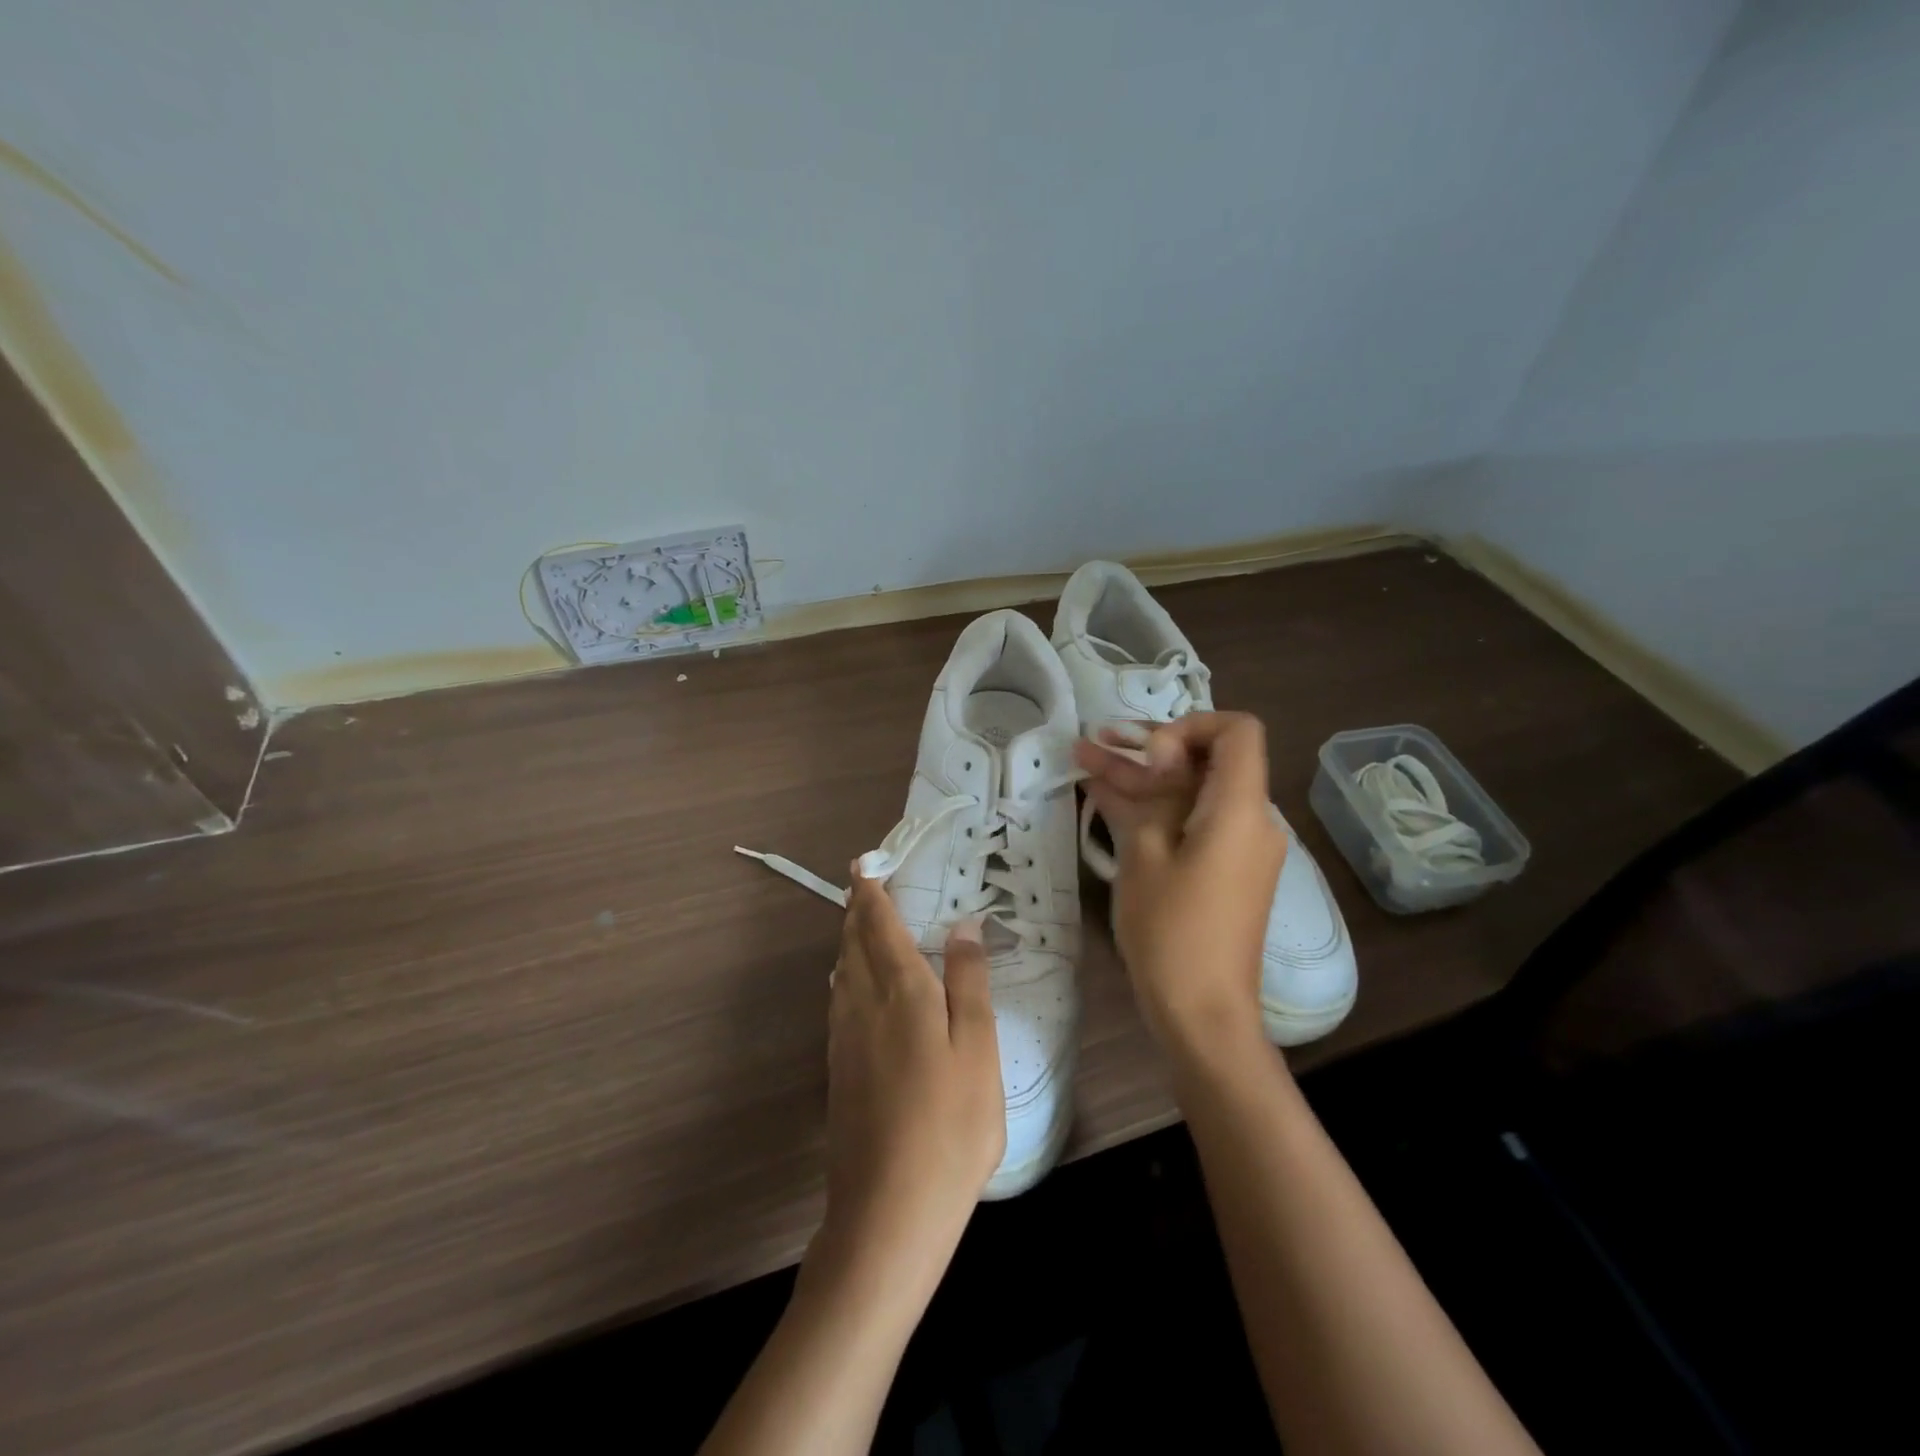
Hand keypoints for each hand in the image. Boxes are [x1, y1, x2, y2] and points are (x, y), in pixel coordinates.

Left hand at [814, 870, 1004, 1296]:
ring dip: (850, 938)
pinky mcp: (837, 1067)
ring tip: (862, 922)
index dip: (871, 890)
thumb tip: (963, 925)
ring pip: (842, 969)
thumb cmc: (949, 1126)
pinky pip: (839, 997)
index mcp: (899, 990)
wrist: (888, 1212)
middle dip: (857, 907)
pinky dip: (847, 971)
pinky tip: (855, 983)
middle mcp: (861, 1003)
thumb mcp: (977, 1049)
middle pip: (852, 941)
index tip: (866, 862)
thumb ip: (968, 982)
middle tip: (865, 882)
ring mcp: (843, 1037)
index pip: (878, 923)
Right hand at [1073, 713, 1285, 1054]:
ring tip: (1083, 758)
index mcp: (1240, 809)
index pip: (1236, 731)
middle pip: (1205, 761)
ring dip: (1141, 779)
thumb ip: (1143, 796)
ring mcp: (1237, 847)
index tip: (1149, 753)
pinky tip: (1103, 796)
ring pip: (1190, 793)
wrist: (1203, 1015)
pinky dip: (1153, 810)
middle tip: (1096, 742)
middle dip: (1149, 748)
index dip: (1190, 725)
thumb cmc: (1172, 932)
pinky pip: (1191, 823)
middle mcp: (1250, 820)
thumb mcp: (1145, 856)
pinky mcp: (1223, 870)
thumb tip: (1140, 756)